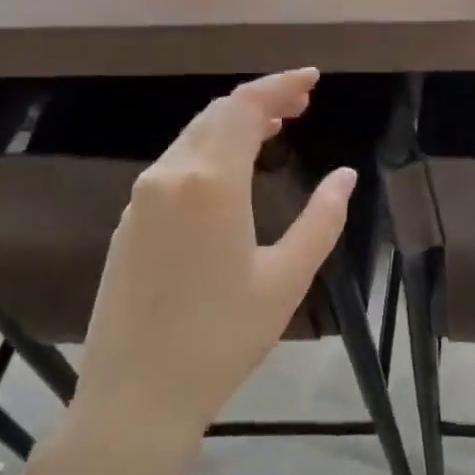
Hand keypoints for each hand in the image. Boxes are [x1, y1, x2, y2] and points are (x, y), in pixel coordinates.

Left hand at [69, 68, 356, 449]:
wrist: (136, 395)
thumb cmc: (222, 338)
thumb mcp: (287, 278)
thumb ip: (322, 219)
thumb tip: (346, 176)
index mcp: (210, 183)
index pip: (245, 108)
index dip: (280, 85)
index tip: (312, 79)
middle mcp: (168, 177)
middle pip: (215, 115)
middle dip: (261, 100)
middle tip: (302, 103)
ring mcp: (141, 200)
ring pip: (191, 138)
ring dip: (233, 124)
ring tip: (275, 129)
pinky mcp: (128, 224)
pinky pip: (174, 166)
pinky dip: (209, 151)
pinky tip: (232, 171)